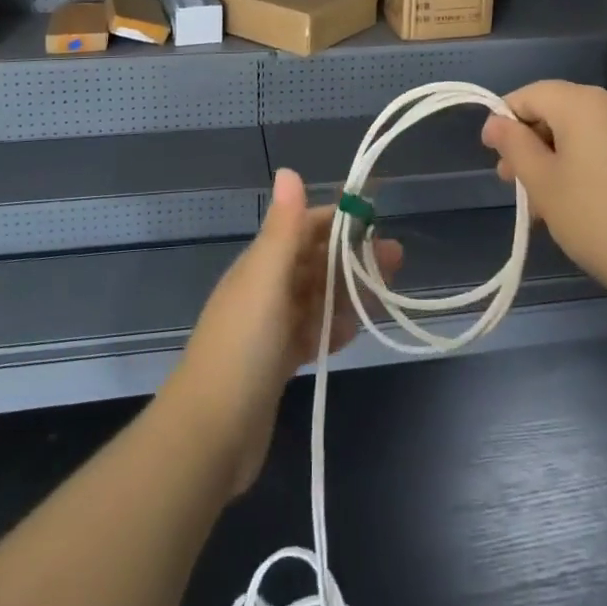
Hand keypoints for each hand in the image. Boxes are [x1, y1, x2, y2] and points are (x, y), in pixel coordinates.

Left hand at [164, 169, 403, 493]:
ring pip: (317, 298)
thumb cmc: (243, 347)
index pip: (302, 228)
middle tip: (396, 257)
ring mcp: (270, 330)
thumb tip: (289, 170)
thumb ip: (283, 228)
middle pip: (314, 262)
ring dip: (349, 289)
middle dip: (352, 255)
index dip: (337, 219)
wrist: (210, 435)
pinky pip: (312, 334)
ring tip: (387, 290)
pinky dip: (333, 327)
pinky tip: (356, 329)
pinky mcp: (277, 365)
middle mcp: (264, 290)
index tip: (375, 214)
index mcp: (259, 265)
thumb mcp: (265, 279)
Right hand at [480, 82, 606, 295]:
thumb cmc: (597, 217)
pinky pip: (606, 145)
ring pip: (582, 131)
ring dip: (555, 156)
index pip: (530, 94)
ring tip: (542, 200)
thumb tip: (496, 121)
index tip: (493, 155)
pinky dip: (584, 162)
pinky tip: (577, 201)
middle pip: (557, 109)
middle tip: (513, 182)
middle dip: (530, 141)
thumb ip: (515, 145)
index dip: (505, 119)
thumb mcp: (543, 182)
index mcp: (582, 102)